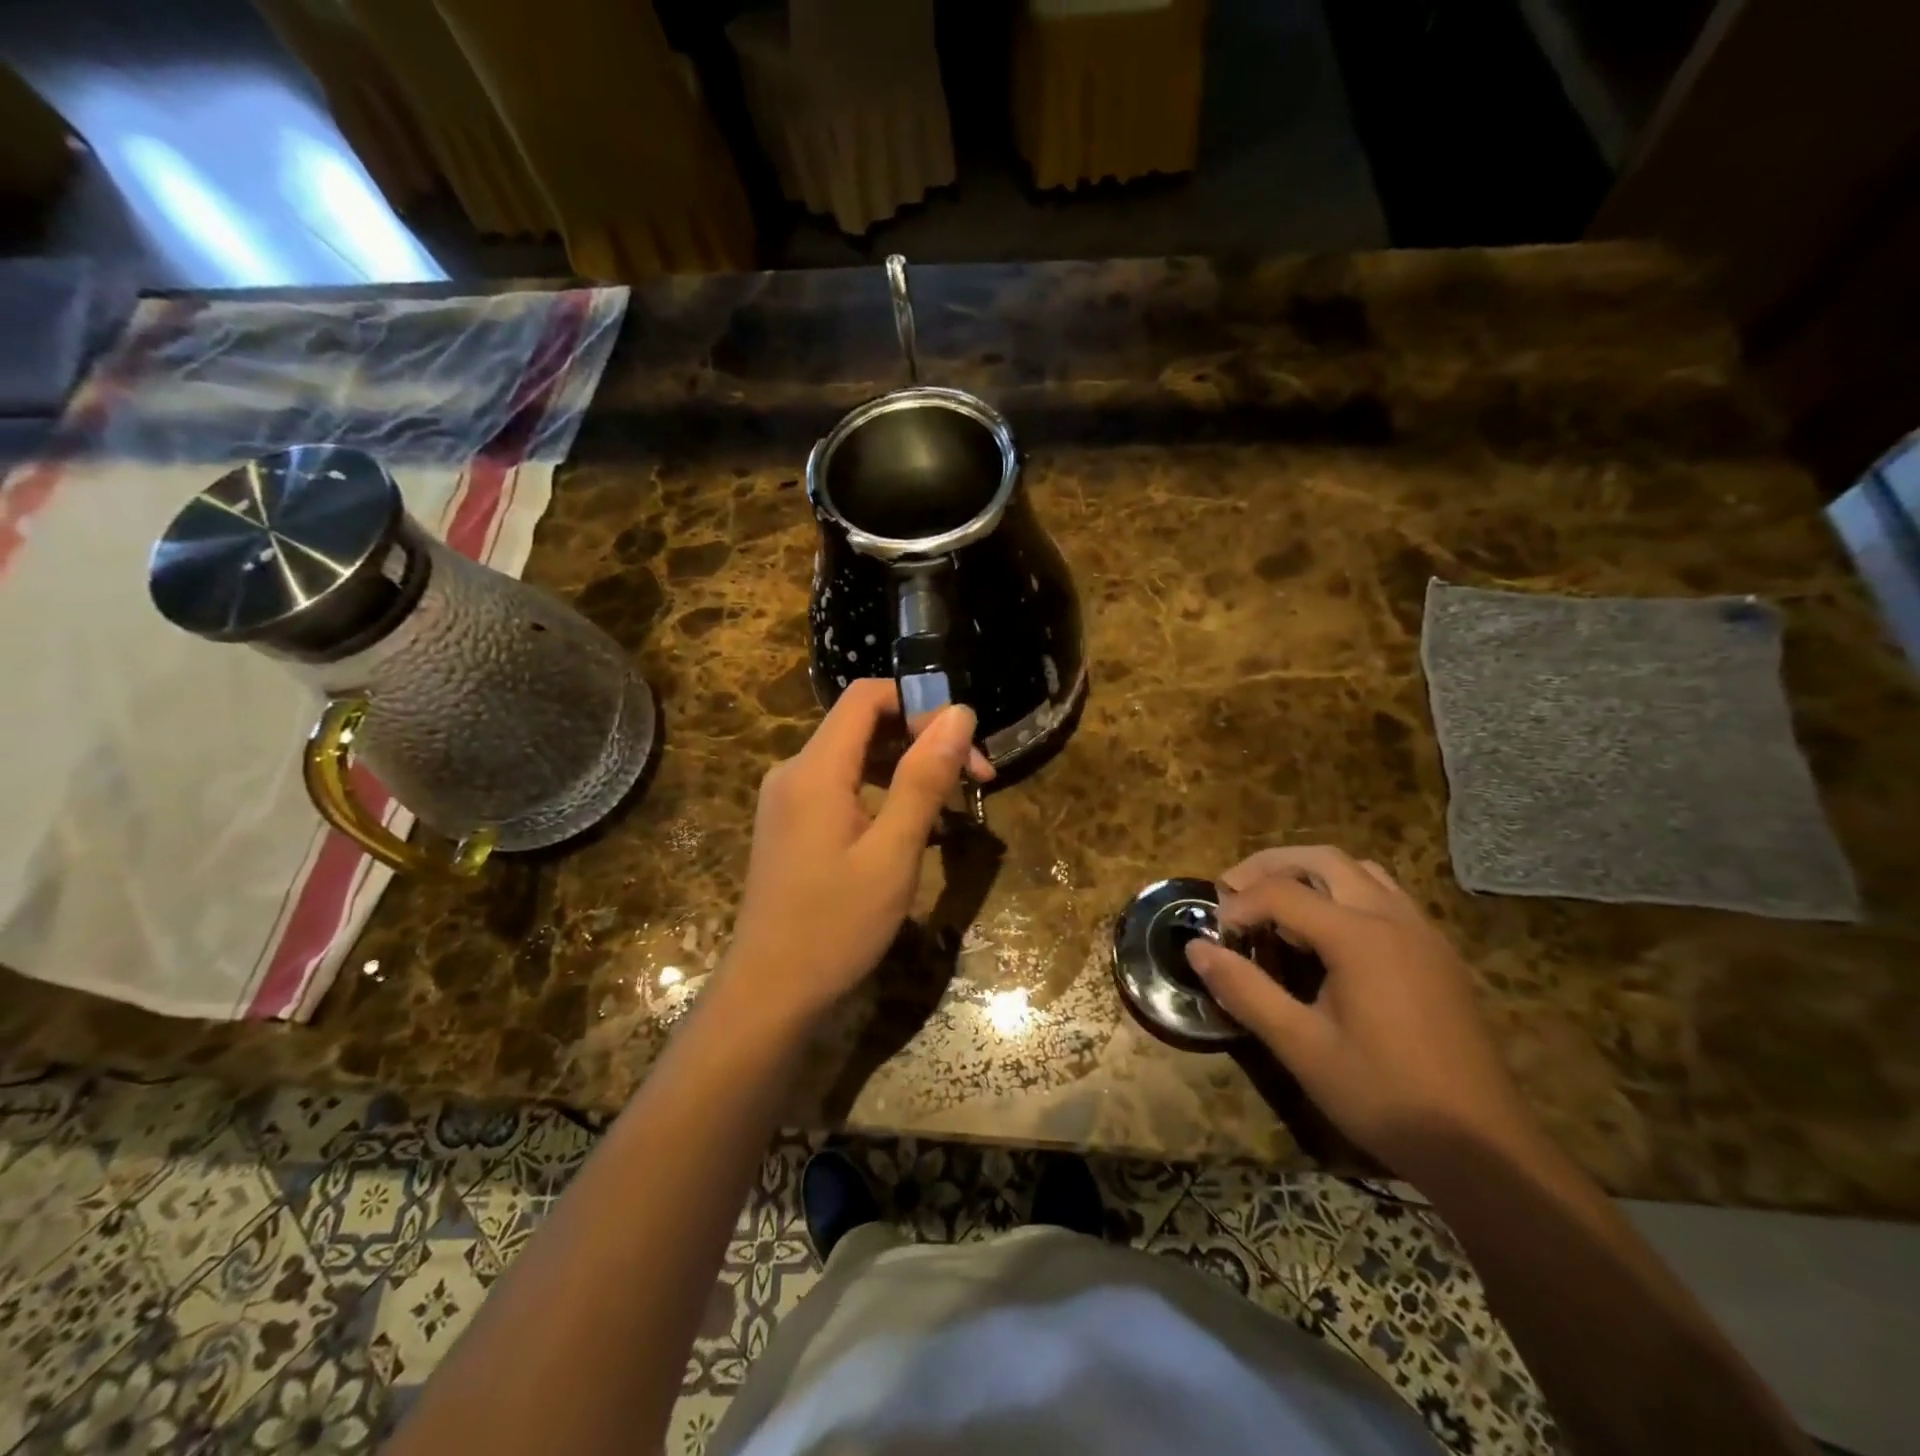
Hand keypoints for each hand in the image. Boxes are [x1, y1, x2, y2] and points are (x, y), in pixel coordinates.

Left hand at [722, 678, 992, 1024]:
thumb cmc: (836, 926)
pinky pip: (844, 788)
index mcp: (815, 769)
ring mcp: (789, 800)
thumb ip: (924, 779)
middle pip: (864, 725)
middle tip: (976, 778)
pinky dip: (884, 795)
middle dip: (923, 740)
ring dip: (908, 770)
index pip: (867, 696)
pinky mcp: (792, 826)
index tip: (964, 742)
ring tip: (954, 807)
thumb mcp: (893, 853)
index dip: (920, 704)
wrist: (769, 994)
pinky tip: (916, 830)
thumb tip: (959, 714)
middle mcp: (795, 772)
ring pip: (857, 758)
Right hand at [1185, 846, 1538, 1179]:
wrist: (1484, 1147)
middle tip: (1233, 890)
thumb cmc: (1384, 1096)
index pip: (1282, 892)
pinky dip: (1345, 893)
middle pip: (1323, 860)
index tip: (1216, 937)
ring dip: (1311, 874)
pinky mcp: (1439, 954)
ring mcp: (1423, 933)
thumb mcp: (1301, 1047)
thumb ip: (1245, 990)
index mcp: (1359, 936)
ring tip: (1277, 904)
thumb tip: (1196, 949)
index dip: (1239, 905)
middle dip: (1270, 866)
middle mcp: (1394, 918)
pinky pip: (1386, 896)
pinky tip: (1329, 936)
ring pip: (1360, 871)